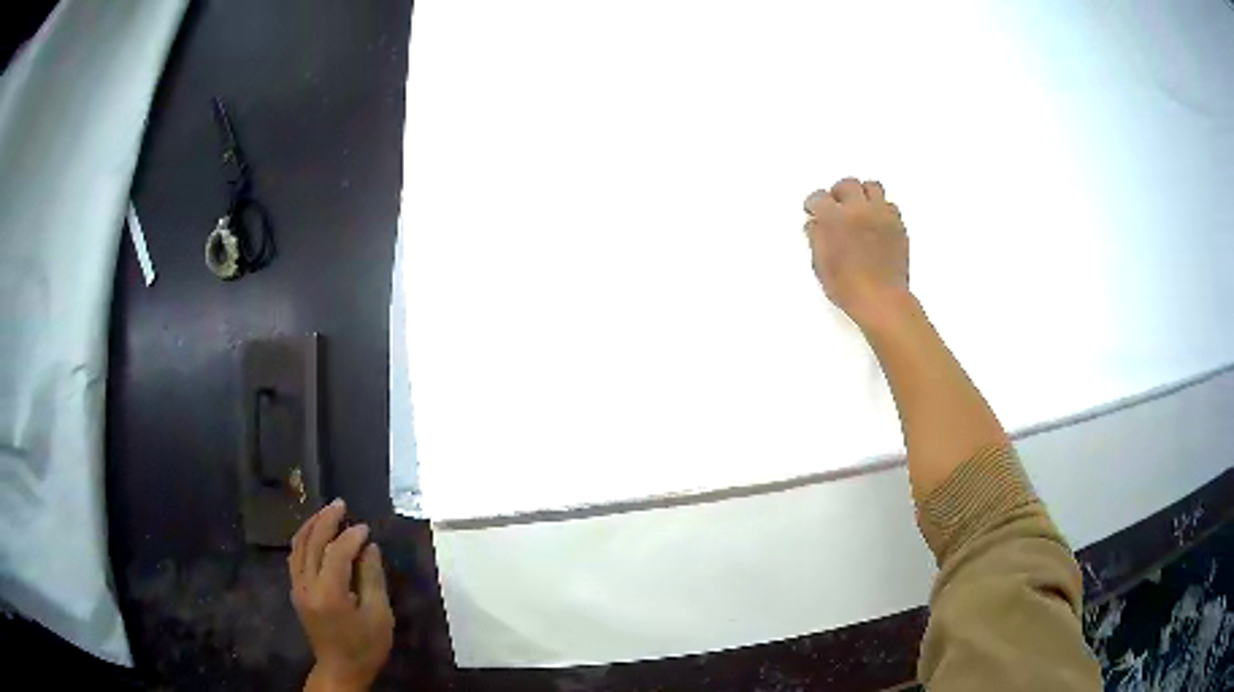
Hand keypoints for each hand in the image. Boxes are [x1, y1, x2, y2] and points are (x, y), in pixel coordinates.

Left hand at [290, 500, 393, 691]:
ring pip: (298, 546)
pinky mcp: (295, 591)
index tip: (366, 528)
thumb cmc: (365, 647)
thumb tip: (369, 547)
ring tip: (326, 512)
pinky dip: (303, 540)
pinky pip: (294, 557)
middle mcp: (307, 586)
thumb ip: (372, 578)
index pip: (336, 553)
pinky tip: (313, 533)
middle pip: (312, 543)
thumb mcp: (379, 616)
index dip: (351, 537)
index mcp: (329, 594)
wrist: (340, 670)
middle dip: (326, 520)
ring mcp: (297, 588)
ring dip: (312, 526)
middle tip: (341, 504)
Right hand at [803, 178, 910, 330]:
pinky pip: (889, 205)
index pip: (819, 197)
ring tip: (859, 208)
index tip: (814, 209)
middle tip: (836, 205)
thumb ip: (817, 238)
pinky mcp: (898, 225)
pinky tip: (876, 222)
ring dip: (863, 194)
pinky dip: (881, 208)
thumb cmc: (848, 287)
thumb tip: (815, 224)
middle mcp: (858, 210)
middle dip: (839, 192)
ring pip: (872, 187)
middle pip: (848, 184)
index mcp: (834, 218)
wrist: (881, 299)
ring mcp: (881, 215)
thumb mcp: (821, 265)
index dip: (814, 204)